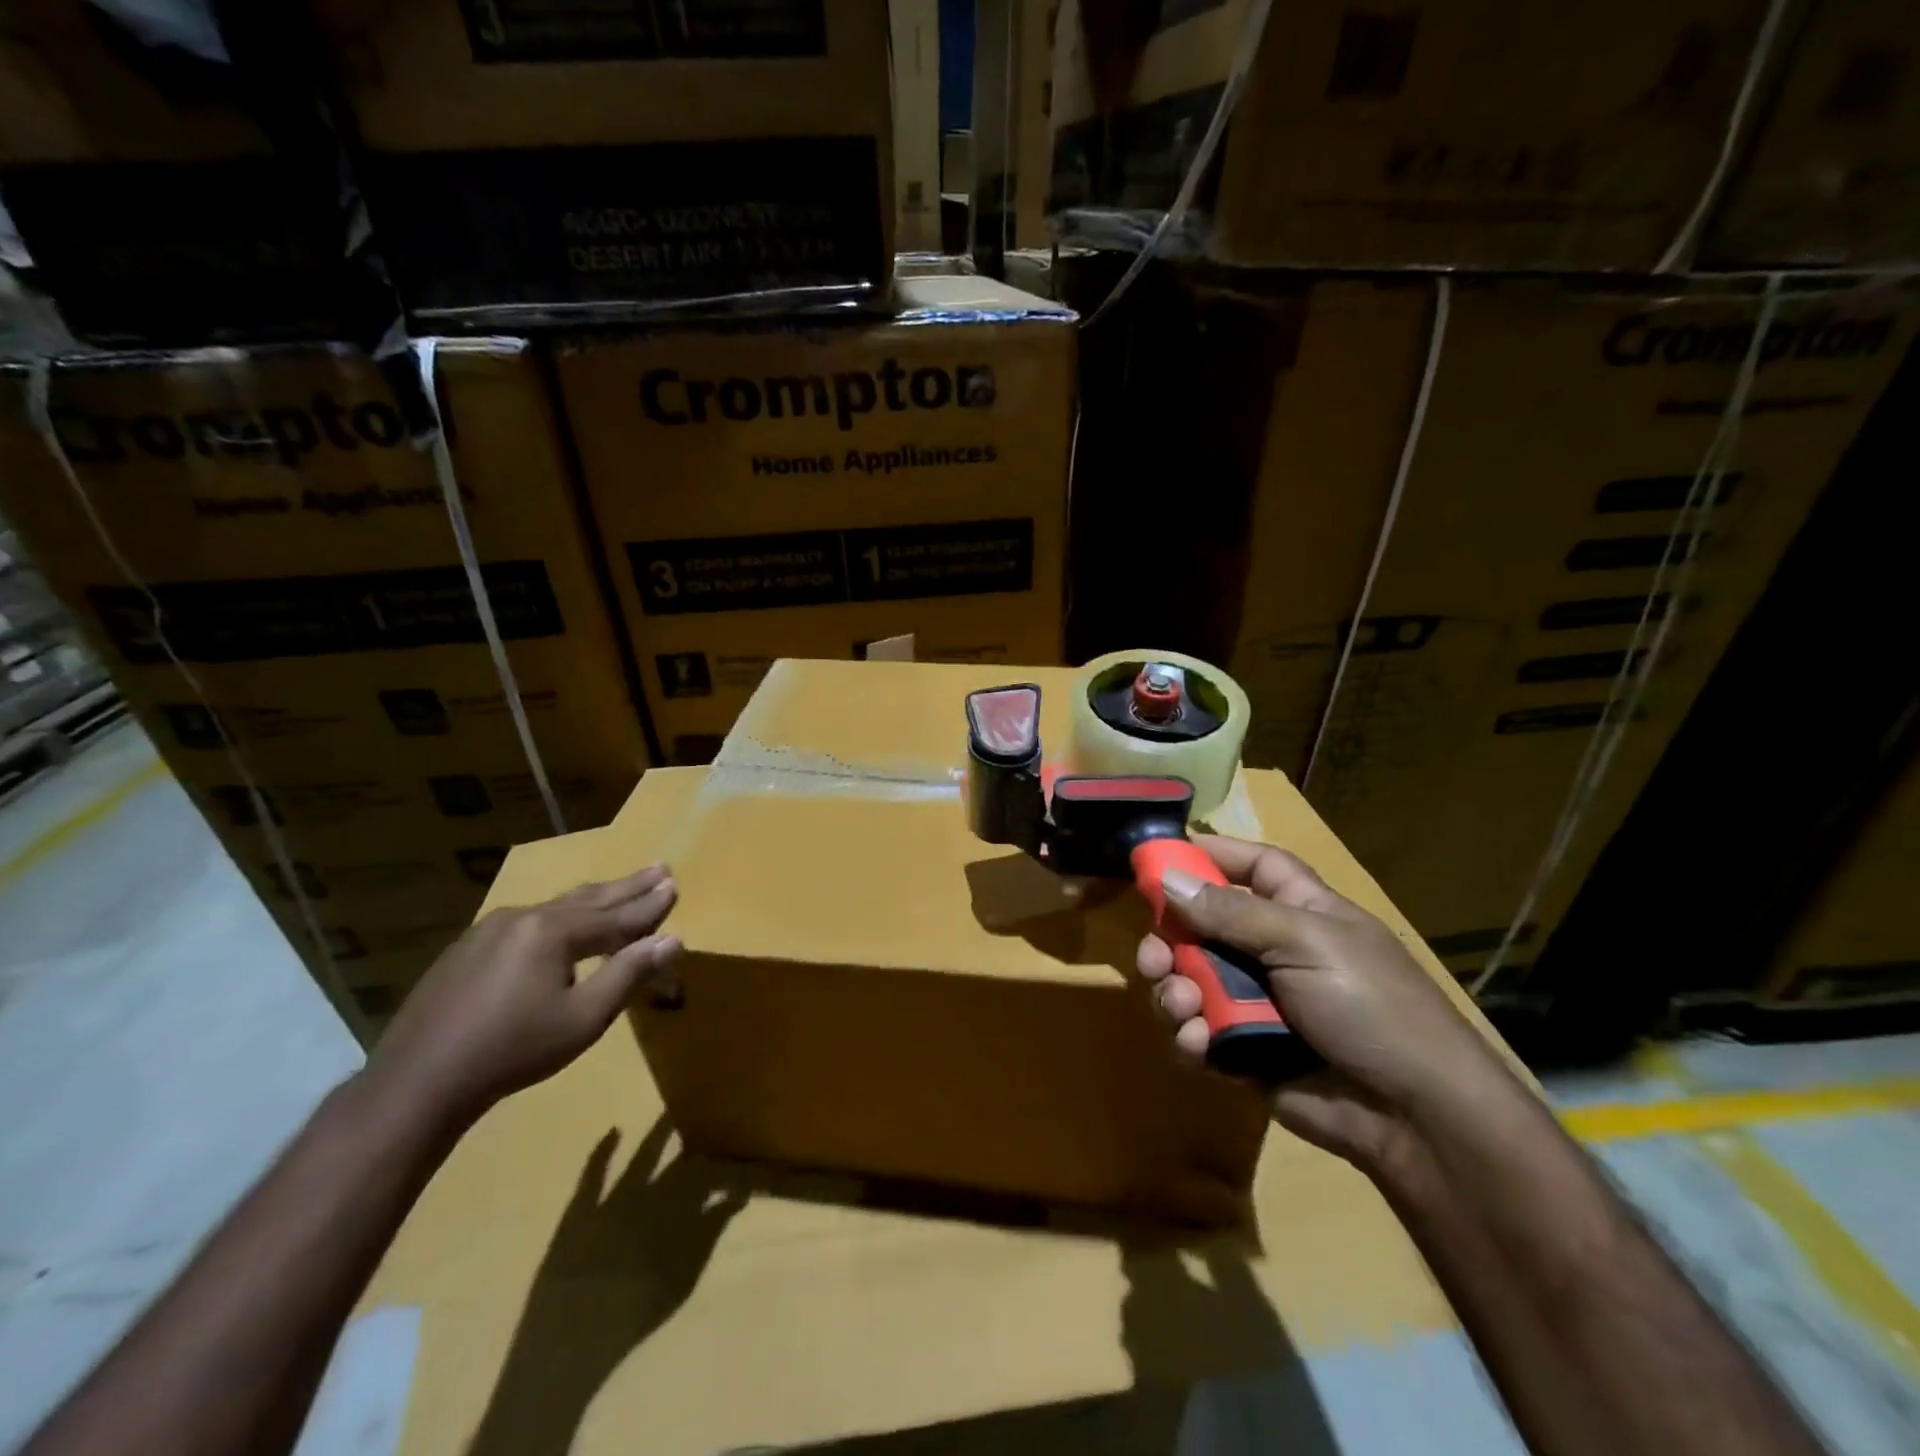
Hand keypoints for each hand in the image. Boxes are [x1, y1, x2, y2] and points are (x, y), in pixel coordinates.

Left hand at [362, 866, 680, 1128]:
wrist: (418, 1081)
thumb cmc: (513, 1050)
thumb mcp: (584, 1018)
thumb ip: (629, 973)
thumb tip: (672, 939)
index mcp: (553, 931)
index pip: (616, 915)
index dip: (649, 904)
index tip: (675, 886)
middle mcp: (524, 917)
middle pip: (588, 899)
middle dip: (627, 886)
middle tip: (659, 867)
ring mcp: (490, 929)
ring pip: (556, 907)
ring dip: (594, 897)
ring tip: (619, 887)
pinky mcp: (467, 948)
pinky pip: (528, 921)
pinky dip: (561, 915)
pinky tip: (562, 919)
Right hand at [1136, 835, 1515, 1171]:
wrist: (1416, 1118)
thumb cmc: (1371, 1007)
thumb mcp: (1305, 943)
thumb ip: (1231, 912)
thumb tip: (1167, 878)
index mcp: (1300, 910)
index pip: (1251, 865)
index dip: (1209, 855)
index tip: (1156, 859)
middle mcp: (1273, 949)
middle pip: (1202, 925)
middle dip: (1169, 940)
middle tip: (1151, 959)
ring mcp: (1257, 1001)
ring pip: (1190, 980)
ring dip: (1175, 991)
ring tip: (1184, 1007)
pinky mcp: (1243, 1050)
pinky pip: (1197, 1030)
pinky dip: (1188, 1035)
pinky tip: (1197, 1044)